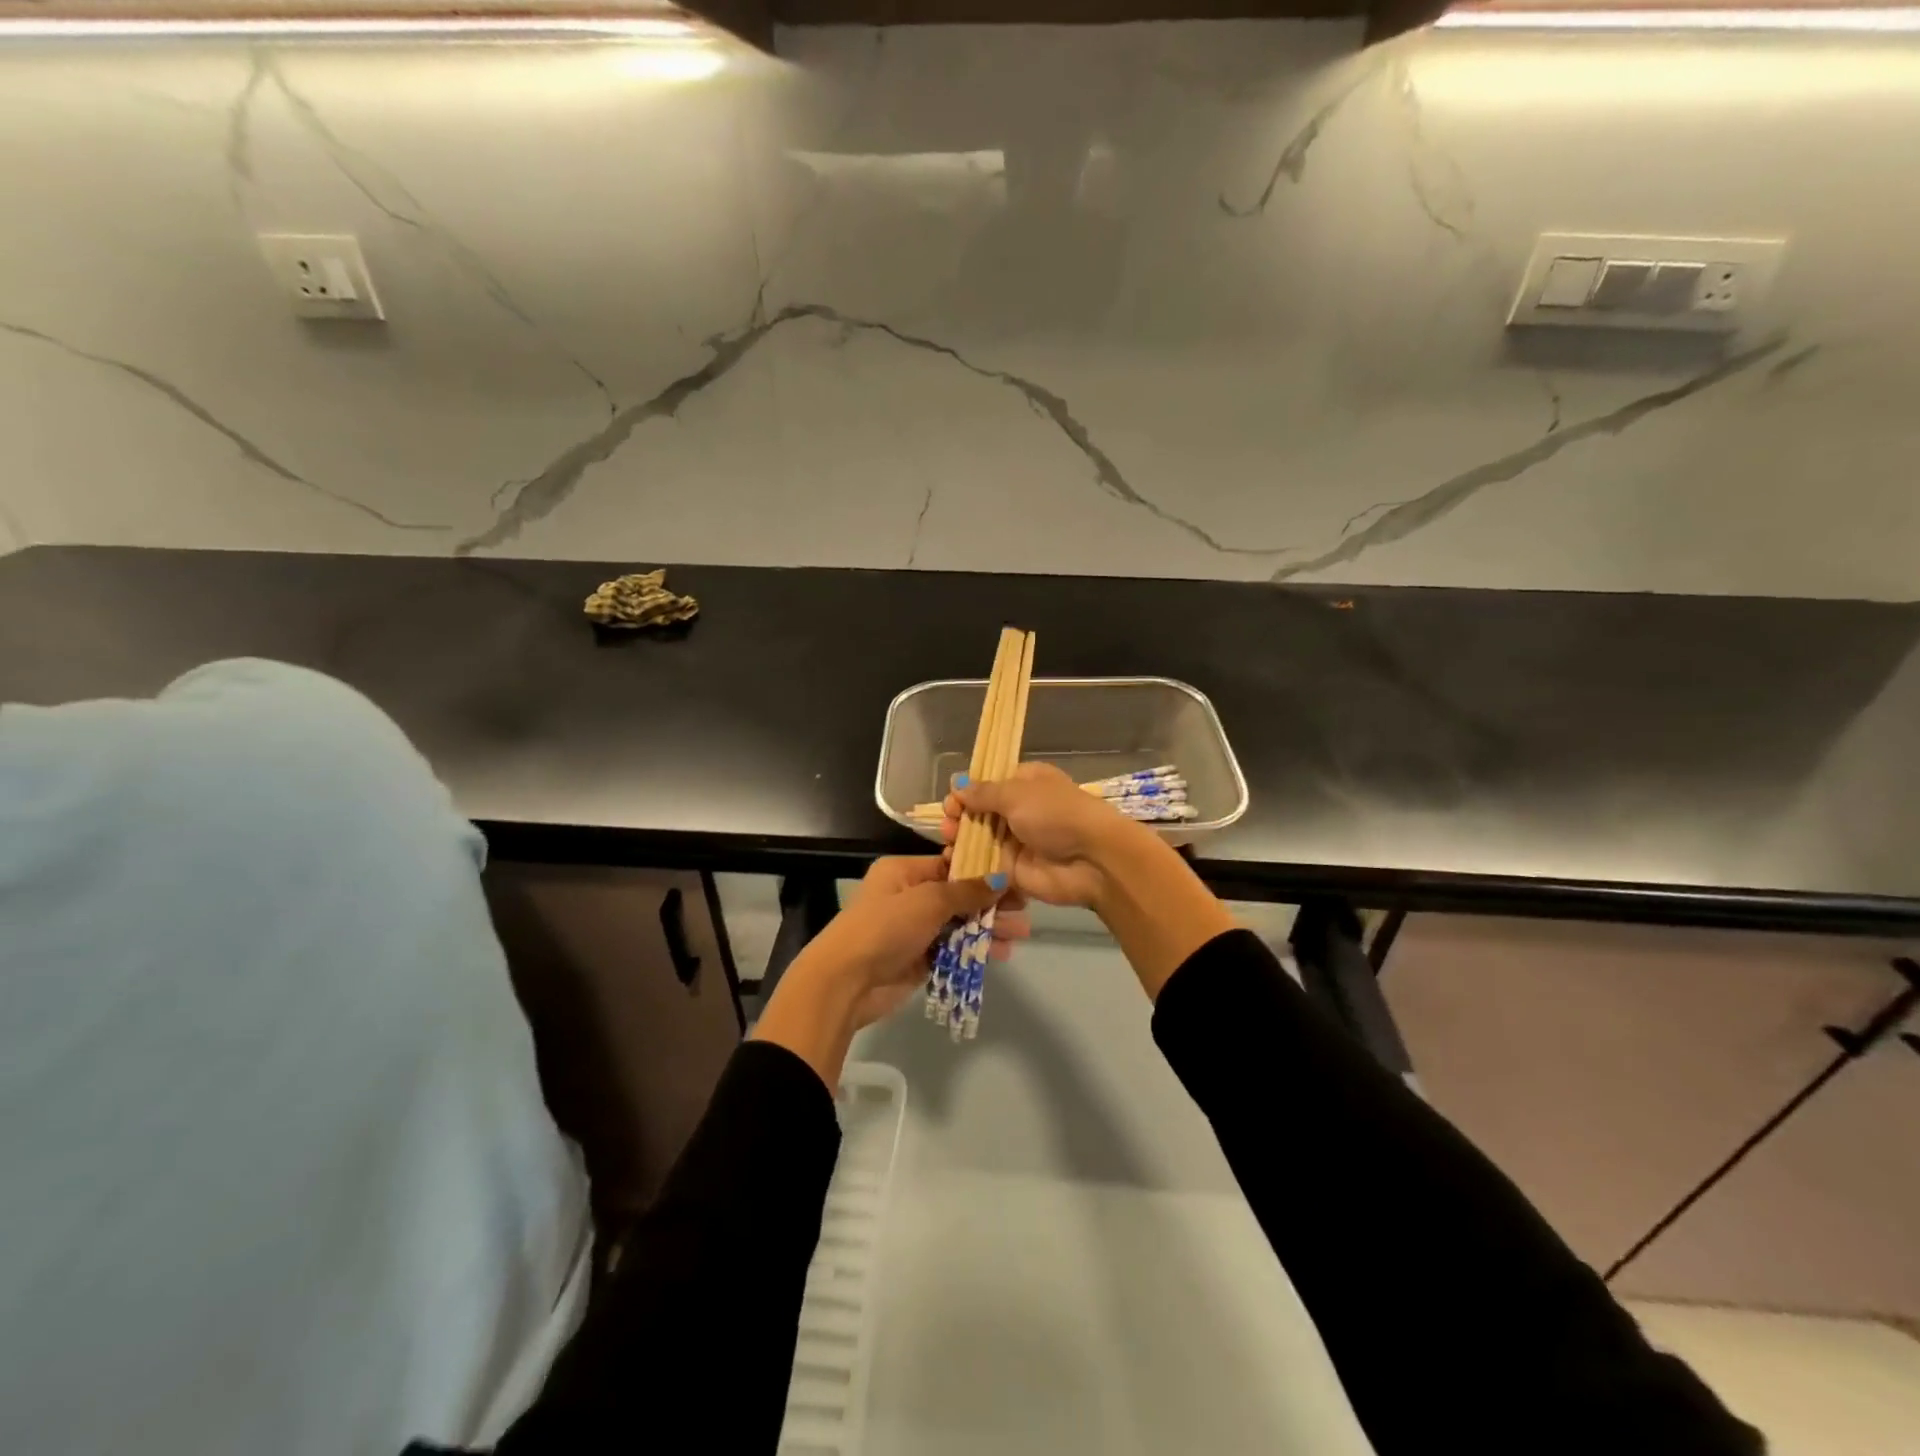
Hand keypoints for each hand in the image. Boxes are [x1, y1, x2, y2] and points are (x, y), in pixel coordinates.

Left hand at [827, 855, 1031, 1026]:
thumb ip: (966, 891)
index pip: (950, 865)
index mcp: (903, 872)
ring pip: (958, 924)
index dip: (983, 872)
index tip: (1015, 879)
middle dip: (991, 903)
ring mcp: (914, 930)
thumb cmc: (885, 927)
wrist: (846, 981)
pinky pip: (953, 950)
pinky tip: (1001, 954)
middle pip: (958, 896)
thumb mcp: (928, 901)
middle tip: (1024, 911)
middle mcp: (909, 896)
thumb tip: (1001, 878)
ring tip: (1020, 935)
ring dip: (987, 928)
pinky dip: (974, 950)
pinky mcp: (919, 959)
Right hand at [942, 761, 1140, 907]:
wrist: (1092, 860)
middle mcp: (1019, 810)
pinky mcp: (1013, 871)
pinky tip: (951, 863)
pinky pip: (984, 865)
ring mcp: (1016, 842)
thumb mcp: (1017, 794)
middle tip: (948, 825)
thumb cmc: (1056, 814)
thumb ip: (984, 793)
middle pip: (979, 812)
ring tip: (949, 843)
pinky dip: (967, 864)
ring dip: (960, 840)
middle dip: (959, 817)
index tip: (953, 801)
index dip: (967, 791)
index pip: (988, 783)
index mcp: (1025, 783)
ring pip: (978, 839)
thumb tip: (957, 784)